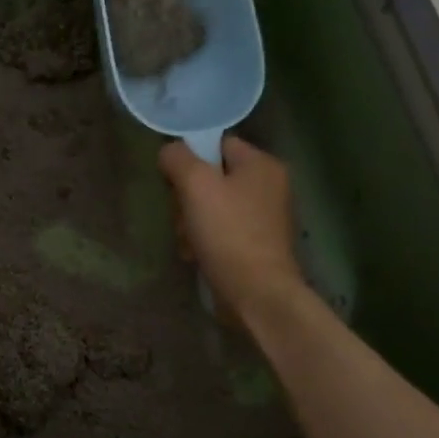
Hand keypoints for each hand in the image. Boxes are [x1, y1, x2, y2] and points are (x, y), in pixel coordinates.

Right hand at [158, 136, 308, 322]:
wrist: (258, 294)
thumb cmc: (228, 233)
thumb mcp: (196, 185)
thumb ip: (178, 158)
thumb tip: (169, 152)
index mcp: (262, 164)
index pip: (217, 143)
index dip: (190, 158)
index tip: (173, 182)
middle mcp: (269, 186)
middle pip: (212, 177)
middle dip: (187, 198)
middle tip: (181, 217)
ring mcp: (265, 217)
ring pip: (213, 206)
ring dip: (191, 222)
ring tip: (187, 242)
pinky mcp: (258, 244)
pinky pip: (222, 230)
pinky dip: (205, 240)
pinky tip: (195, 255)